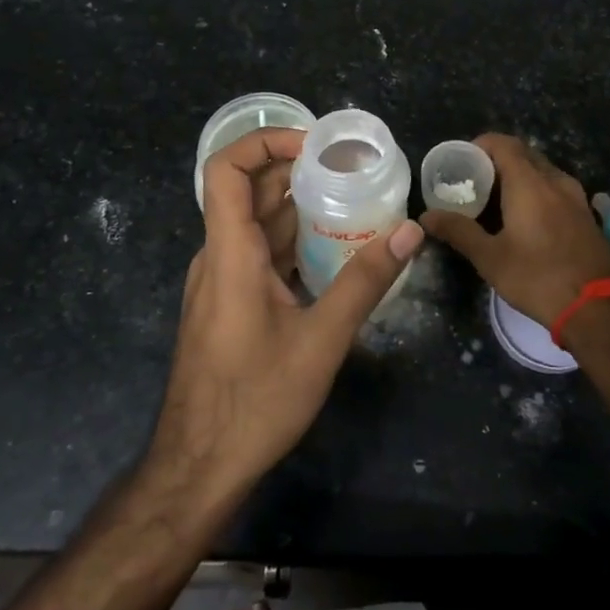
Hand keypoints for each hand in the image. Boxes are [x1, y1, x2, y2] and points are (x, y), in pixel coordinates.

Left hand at [150, 127, 422, 498]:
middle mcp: (219, 256)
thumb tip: (411, 231)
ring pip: (257, 223)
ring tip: (353, 201)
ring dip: (299, 206)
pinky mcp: (229, 302)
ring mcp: (221, 280)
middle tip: (351, 170)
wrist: (199, 466)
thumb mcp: (321, 340)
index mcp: (230, 252)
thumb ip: (366, 281)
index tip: (315, 146)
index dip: (265, 142)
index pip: (226, 169)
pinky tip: (333, 251)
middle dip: (297, 171)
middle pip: (249, 191)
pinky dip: (293, 240)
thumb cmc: (255, 401)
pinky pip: (260, 252)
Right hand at [420, 134, 609, 326]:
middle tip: (473, 181)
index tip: (461, 161)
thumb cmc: (539, 278)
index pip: (503, 143)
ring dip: (519, 176)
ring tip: (496, 200)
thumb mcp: (491, 258)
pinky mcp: (587, 216)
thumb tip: (426, 217)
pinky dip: (537, 191)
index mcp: (529, 183)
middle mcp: (555, 181)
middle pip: (524, 154)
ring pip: (543, 172)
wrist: (601, 308)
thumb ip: (458, 231)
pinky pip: (557, 189)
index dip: (480, 145)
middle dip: (497, 160)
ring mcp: (576, 197)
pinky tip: (526, 218)